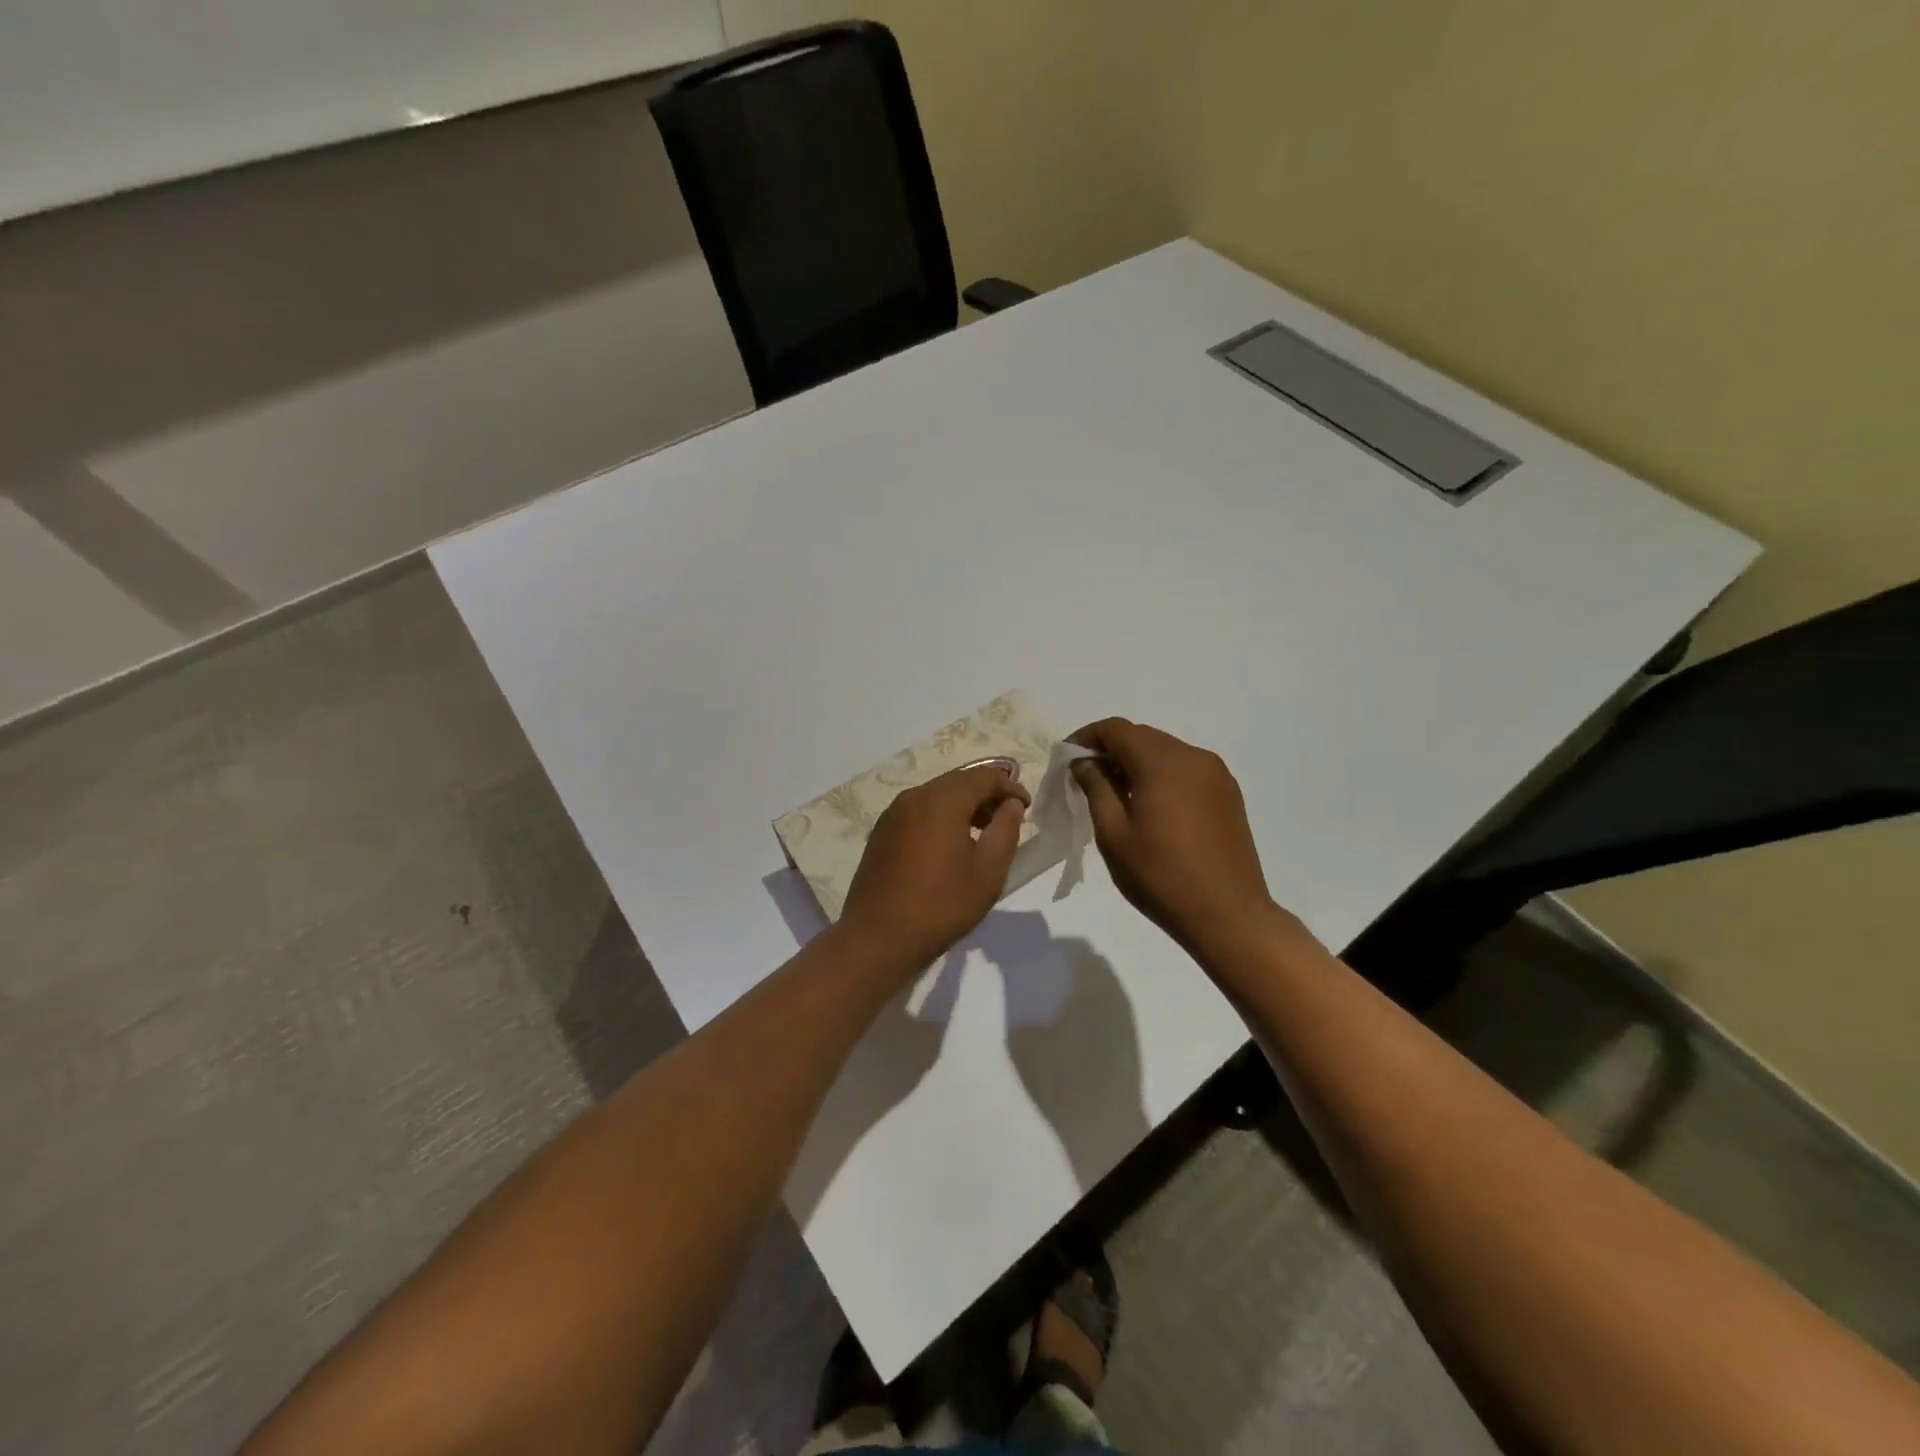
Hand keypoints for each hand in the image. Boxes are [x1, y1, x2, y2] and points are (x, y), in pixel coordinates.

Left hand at [838, 764, 1030, 968]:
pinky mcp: (882, 833)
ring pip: (937, 796)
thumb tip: (1011, 804)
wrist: (878, 938)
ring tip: (983, 834)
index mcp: (941, 800)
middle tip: (1008, 820)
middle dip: (986, 795)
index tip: (1027, 808)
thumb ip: (1006, 829)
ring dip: (964, 806)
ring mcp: (893, 815)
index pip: (984, 776)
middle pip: (958, 782)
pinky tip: (951, 846)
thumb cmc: (941, 905)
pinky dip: (941, 818)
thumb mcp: (988, 870)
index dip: (1010, 787)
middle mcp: (913, 797)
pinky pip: (919, 812)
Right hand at [1068, 718, 1284, 958]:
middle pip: (1142, 737)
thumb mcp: (1113, 833)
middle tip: (1086, 780)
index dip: (1087, 737)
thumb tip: (1084, 761)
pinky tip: (1150, 807)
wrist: (1228, 915)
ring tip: (1116, 796)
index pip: (1116, 729)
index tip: (1067, 759)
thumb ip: (1096, 787)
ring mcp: (1216, 774)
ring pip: (1165, 752)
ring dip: (1136, 764)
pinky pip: (1186, 770)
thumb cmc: (1160, 875)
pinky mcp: (1228, 794)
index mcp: (1162, 762)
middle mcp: (1193, 756)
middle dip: (1111, 751)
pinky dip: (1161, 776)